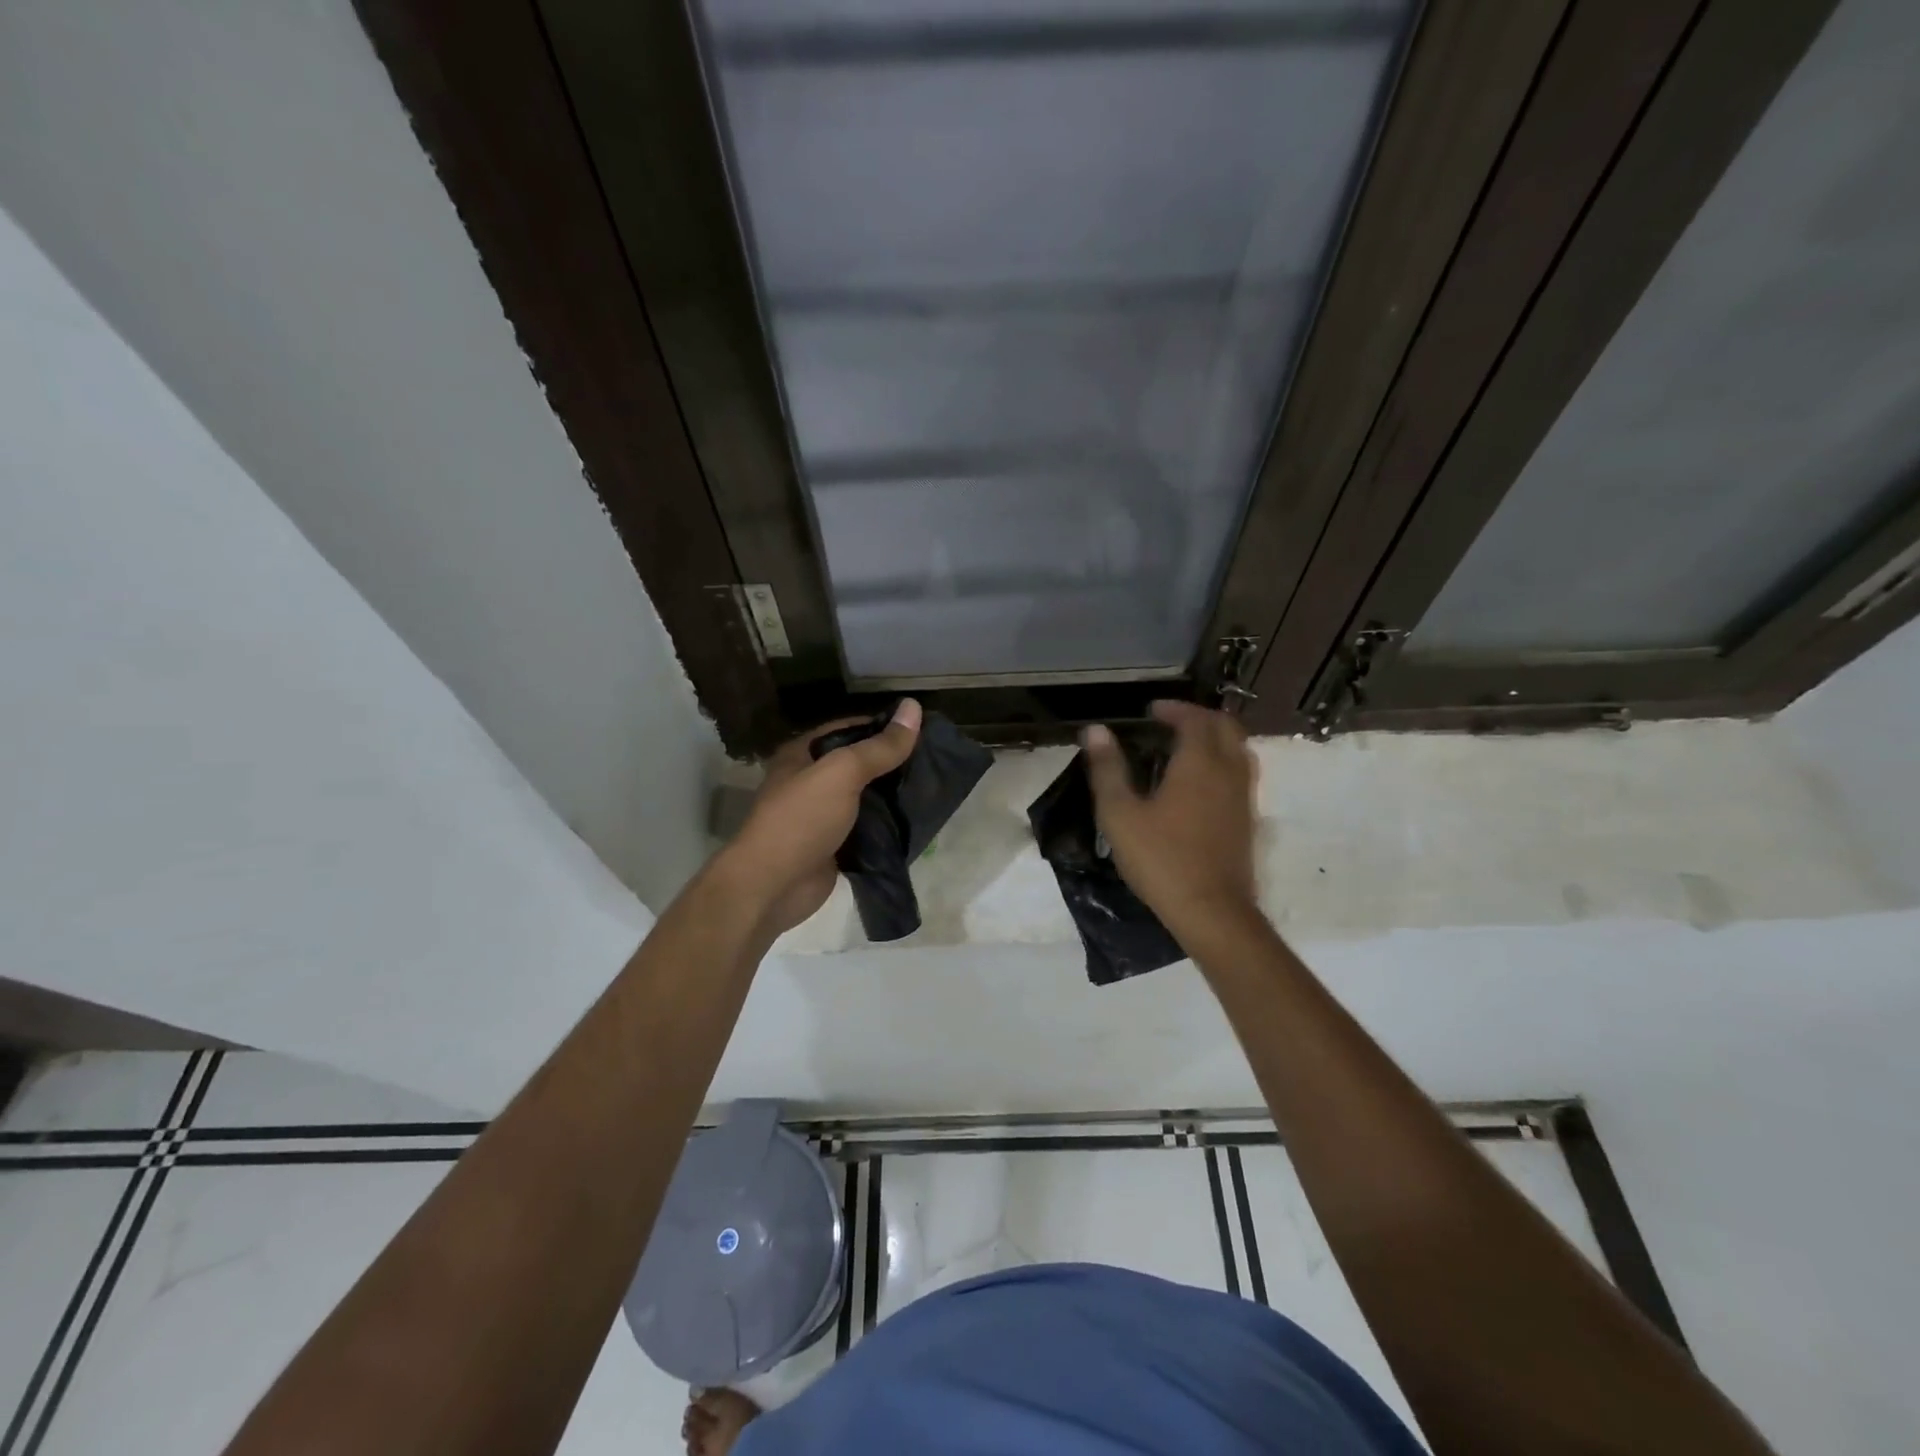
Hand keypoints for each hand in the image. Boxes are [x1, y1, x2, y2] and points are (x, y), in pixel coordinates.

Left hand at [717, 700, 921, 937]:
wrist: (773, 887)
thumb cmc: (801, 819)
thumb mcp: (842, 773)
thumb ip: (879, 746)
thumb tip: (914, 706)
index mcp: (803, 754)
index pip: (850, 729)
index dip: (884, 726)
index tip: (923, 729)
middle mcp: (810, 781)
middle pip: (860, 764)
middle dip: (893, 763)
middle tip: (935, 760)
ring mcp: (822, 816)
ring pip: (866, 798)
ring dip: (894, 796)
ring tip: (933, 787)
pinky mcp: (834, 846)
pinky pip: (867, 829)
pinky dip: (889, 826)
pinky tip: (918, 820)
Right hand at [1082, 701, 1258, 937]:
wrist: (1212, 911)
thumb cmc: (1161, 859)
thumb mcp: (1120, 814)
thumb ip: (1107, 769)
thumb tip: (1095, 730)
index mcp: (1199, 763)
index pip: (1195, 719)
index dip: (1174, 709)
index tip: (1152, 710)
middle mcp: (1228, 772)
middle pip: (1226, 727)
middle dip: (1199, 717)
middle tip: (1171, 721)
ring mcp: (1244, 797)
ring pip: (1239, 750)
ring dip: (1215, 738)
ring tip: (1186, 747)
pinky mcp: (1248, 820)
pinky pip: (1241, 774)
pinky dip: (1223, 762)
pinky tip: (1200, 783)